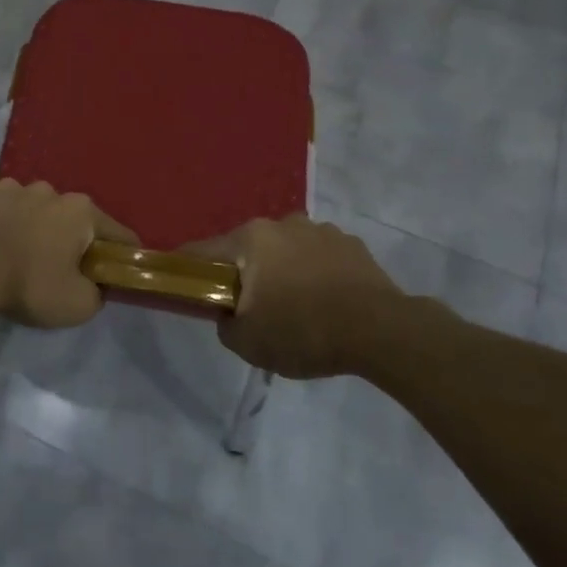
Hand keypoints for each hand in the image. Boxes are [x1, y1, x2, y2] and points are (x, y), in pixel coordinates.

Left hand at [0, 180, 138, 329]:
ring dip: (38, 229)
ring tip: (24, 256)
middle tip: (64, 270)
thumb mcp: (78, 305)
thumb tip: (94, 285)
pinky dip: (7, 225)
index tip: (120, 273)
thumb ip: (97, 293)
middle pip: (74, 219)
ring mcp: (15, 188)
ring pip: (38, 211)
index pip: (118, 233)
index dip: (123, 255)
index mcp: (82, 211)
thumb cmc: (29, 283)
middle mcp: (52, 191)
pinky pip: (5, 211)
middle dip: (74, 241)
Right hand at [191, 216, 402, 378]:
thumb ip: (225, 324)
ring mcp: (319, 230)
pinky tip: (326, 302)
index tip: (185, 285)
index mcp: (250, 240)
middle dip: (244, 273)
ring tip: (296, 307)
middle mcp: (281, 224)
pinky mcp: (351, 244)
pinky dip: (314, 273)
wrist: (382, 331)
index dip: (189, 269)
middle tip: (251, 307)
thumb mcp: (249, 343)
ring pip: (285, 250)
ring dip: (282, 271)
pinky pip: (318, 257)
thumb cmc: (304, 331)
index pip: (203, 251)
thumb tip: (227, 313)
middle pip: (247, 248)